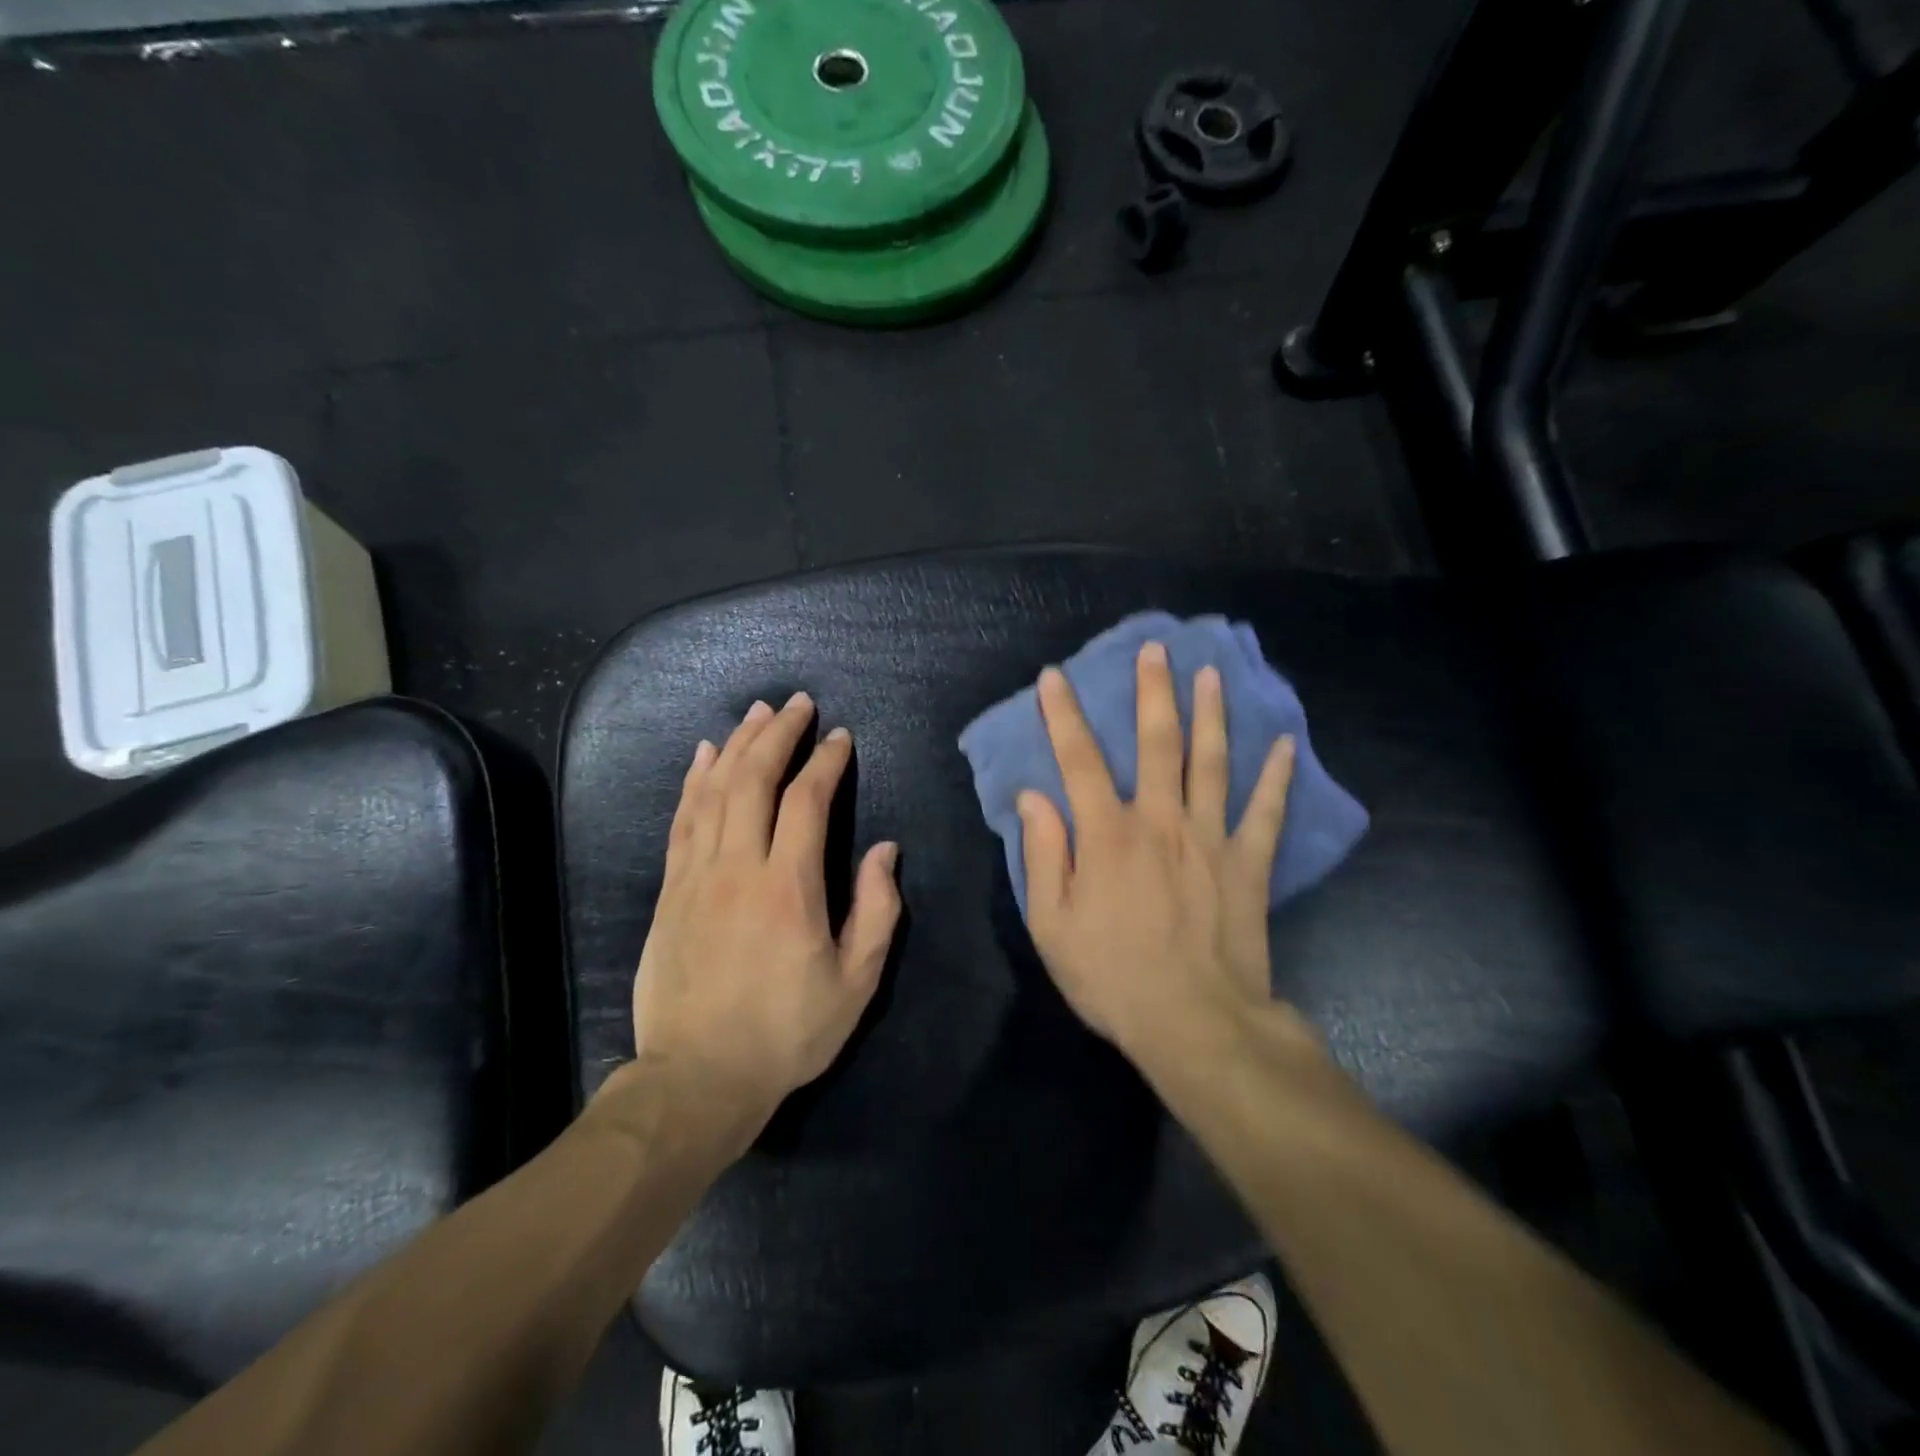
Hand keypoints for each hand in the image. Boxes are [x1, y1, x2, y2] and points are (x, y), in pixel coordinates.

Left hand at [627, 692, 901, 1138]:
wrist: (698, 1078)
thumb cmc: (787, 1033)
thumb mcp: (855, 982)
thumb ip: (876, 911)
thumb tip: (884, 850)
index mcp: (789, 888)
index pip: (807, 801)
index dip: (825, 762)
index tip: (840, 738)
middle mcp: (739, 868)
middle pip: (754, 780)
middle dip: (778, 734)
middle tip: (796, 703)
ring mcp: (697, 876)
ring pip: (714, 791)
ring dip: (737, 745)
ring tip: (756, 712)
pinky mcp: (671, 891)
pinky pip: (682, 821)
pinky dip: (694, 781)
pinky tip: (703, 755)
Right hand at [1017, 642, 1297, 1066]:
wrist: (1195, 1024)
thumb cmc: (1112, 976)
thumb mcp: (1051, 924)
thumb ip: (1043, 854)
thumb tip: (1033, 797)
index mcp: (1107, 835)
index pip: (1079, 760)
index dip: (1063, 715)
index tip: (1054, 677)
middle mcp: (1160, 821)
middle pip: (1156, 742)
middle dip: (1152, 691)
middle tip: (1156, 648)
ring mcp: (1210, 838)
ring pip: (1211, 762)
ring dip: (1210, 713)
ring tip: (1210, 674)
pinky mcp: (1248, 864)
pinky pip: (1266, 812)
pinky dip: (1277, 777)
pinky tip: (1285, 744)